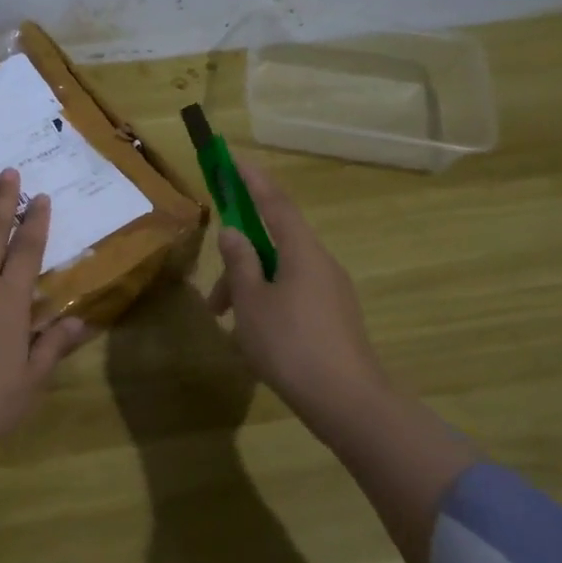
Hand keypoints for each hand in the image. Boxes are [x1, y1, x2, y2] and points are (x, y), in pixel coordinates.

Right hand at [207, 160, 391, 446]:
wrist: (348, 402)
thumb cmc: (291, 344)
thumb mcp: (252, 302)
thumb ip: (240, 262)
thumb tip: (233, 232)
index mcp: (302, 251)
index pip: (275, 203)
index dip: (253, 181)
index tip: (235, 160)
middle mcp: (321, 264)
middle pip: (274, 245)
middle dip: (239, 262)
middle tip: (213, 299)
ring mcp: (331, 292)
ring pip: (281, 275)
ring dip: (249, 289)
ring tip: (226, 323)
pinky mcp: (334, 318)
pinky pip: (293, 296)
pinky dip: (267, 304)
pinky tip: (252, 336)